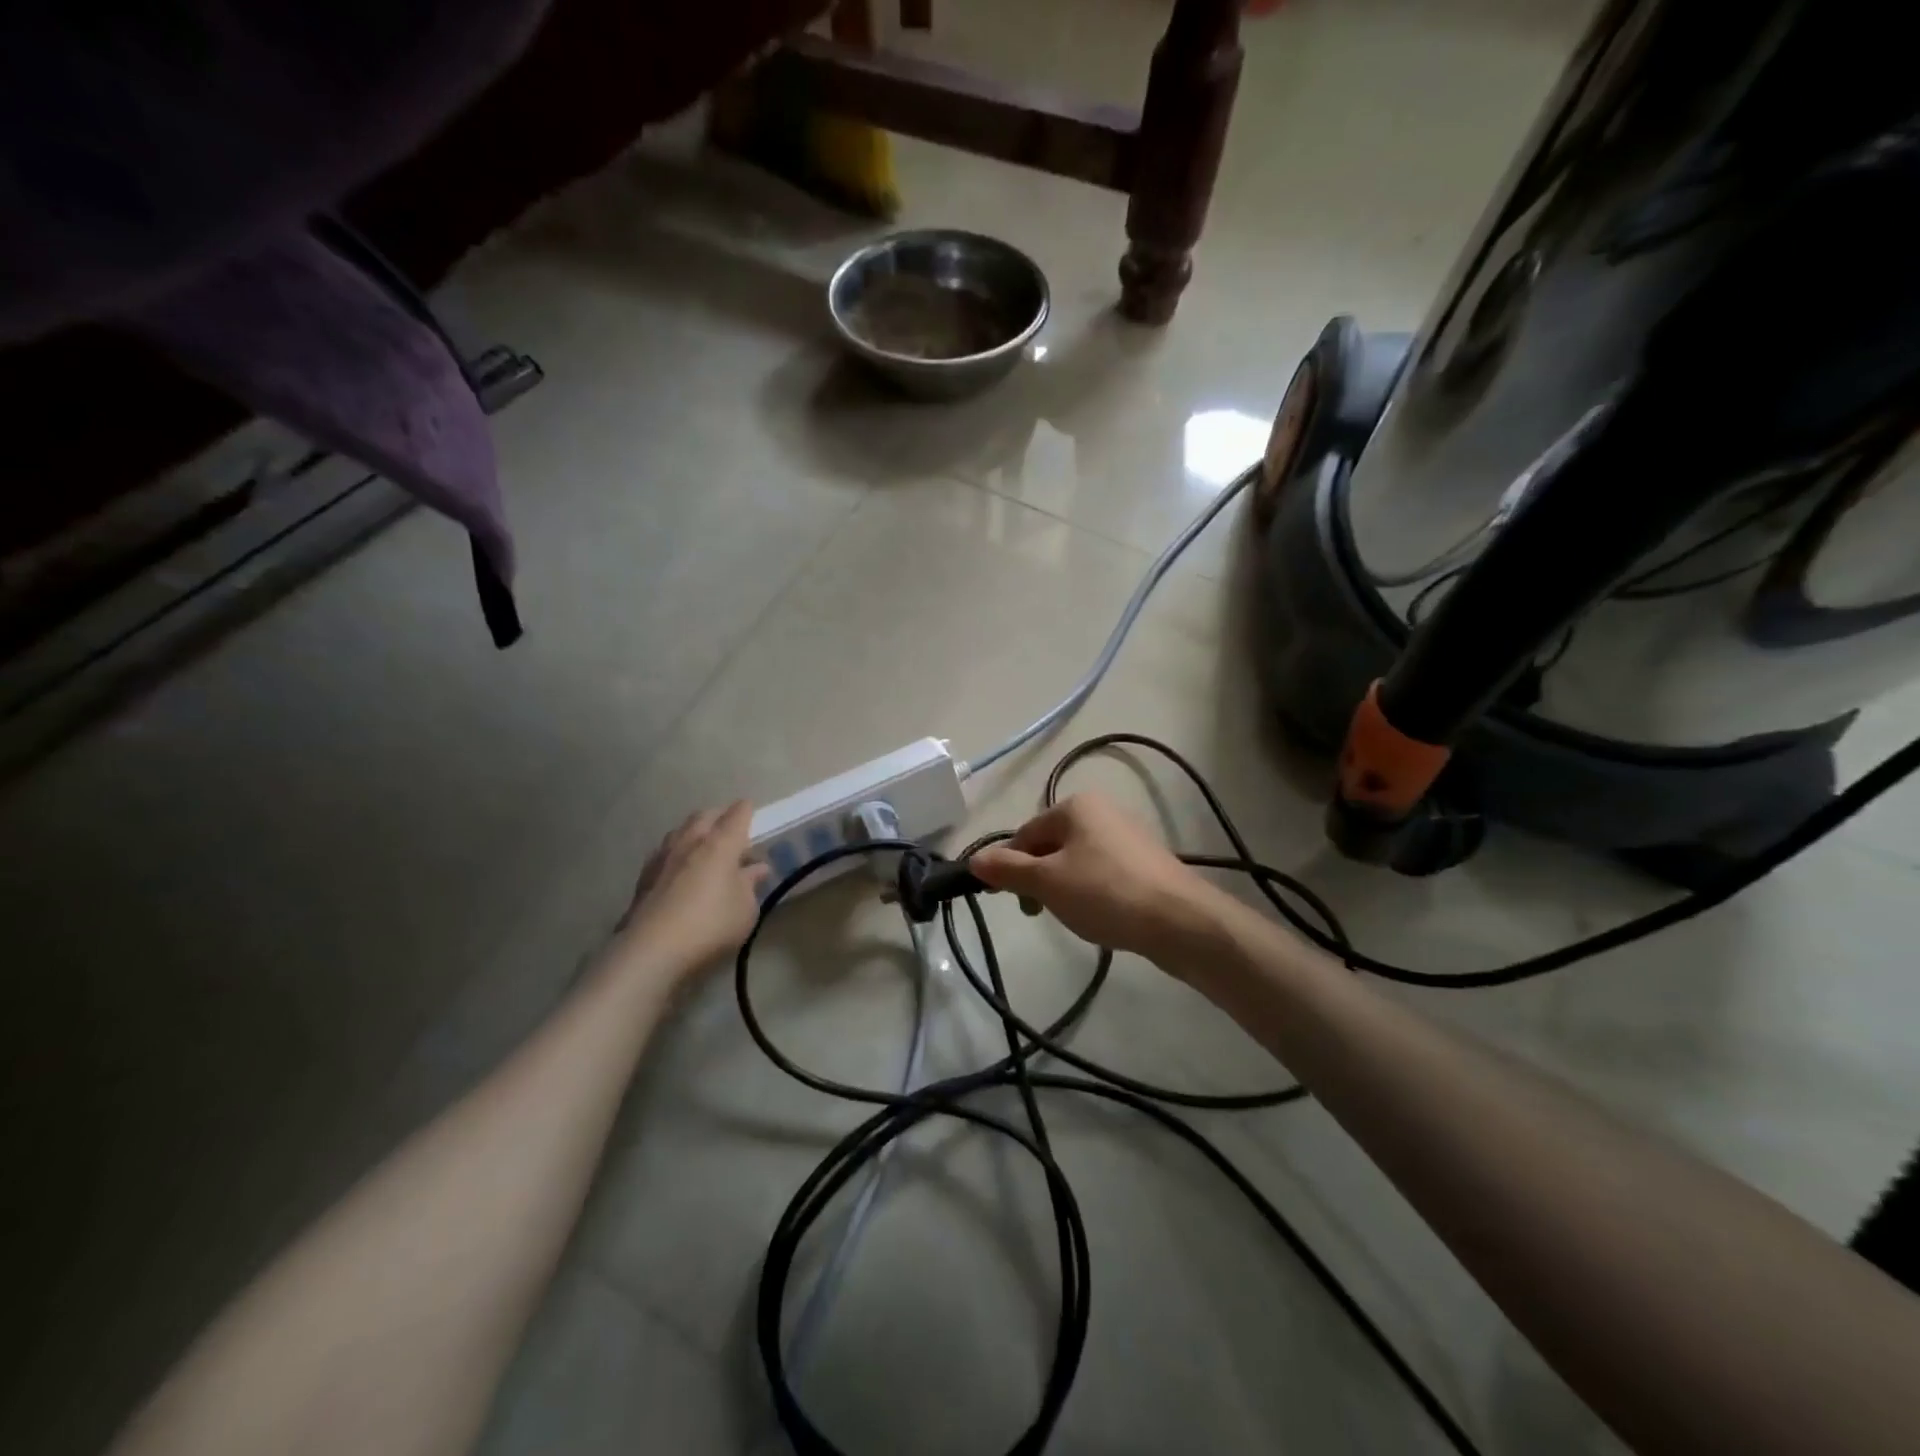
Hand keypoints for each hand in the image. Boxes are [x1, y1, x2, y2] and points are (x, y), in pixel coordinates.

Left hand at [611, 801, 768, 984]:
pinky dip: (677, 852)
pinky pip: (665, 852)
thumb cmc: (710, 925)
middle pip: (705, 816)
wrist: (651, 950)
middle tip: (730, 827)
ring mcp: (663, 857)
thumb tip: (756, 868)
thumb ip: (751, 884)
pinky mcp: (644, 877)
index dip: (746, 810)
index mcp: (720, 844)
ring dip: (694, 831)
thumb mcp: (745, 909)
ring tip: (704, 844)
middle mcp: (691, 841)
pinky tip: (680, 867)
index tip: (751, 810)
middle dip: (719, 816)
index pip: (737, 815)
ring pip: (681, 830)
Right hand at [970, 793, 1227, 966]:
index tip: (1009, 900)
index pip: (1025, 834)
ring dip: (1064, 888)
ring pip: (1076, 861)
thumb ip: (1007, 869)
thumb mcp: (1046, 882)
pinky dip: (1092, 892)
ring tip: (1074, 917)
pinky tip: (1100, 915)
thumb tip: (974, 859)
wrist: (1180, 920)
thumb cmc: (1104, 893)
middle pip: (1050, 845)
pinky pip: (1102, 872)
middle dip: (1038, 879)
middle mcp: (1102, 811)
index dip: (1010, 866)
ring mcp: (1127, 835)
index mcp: (1076, 806)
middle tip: (1040, 912)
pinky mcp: (1145, 862)